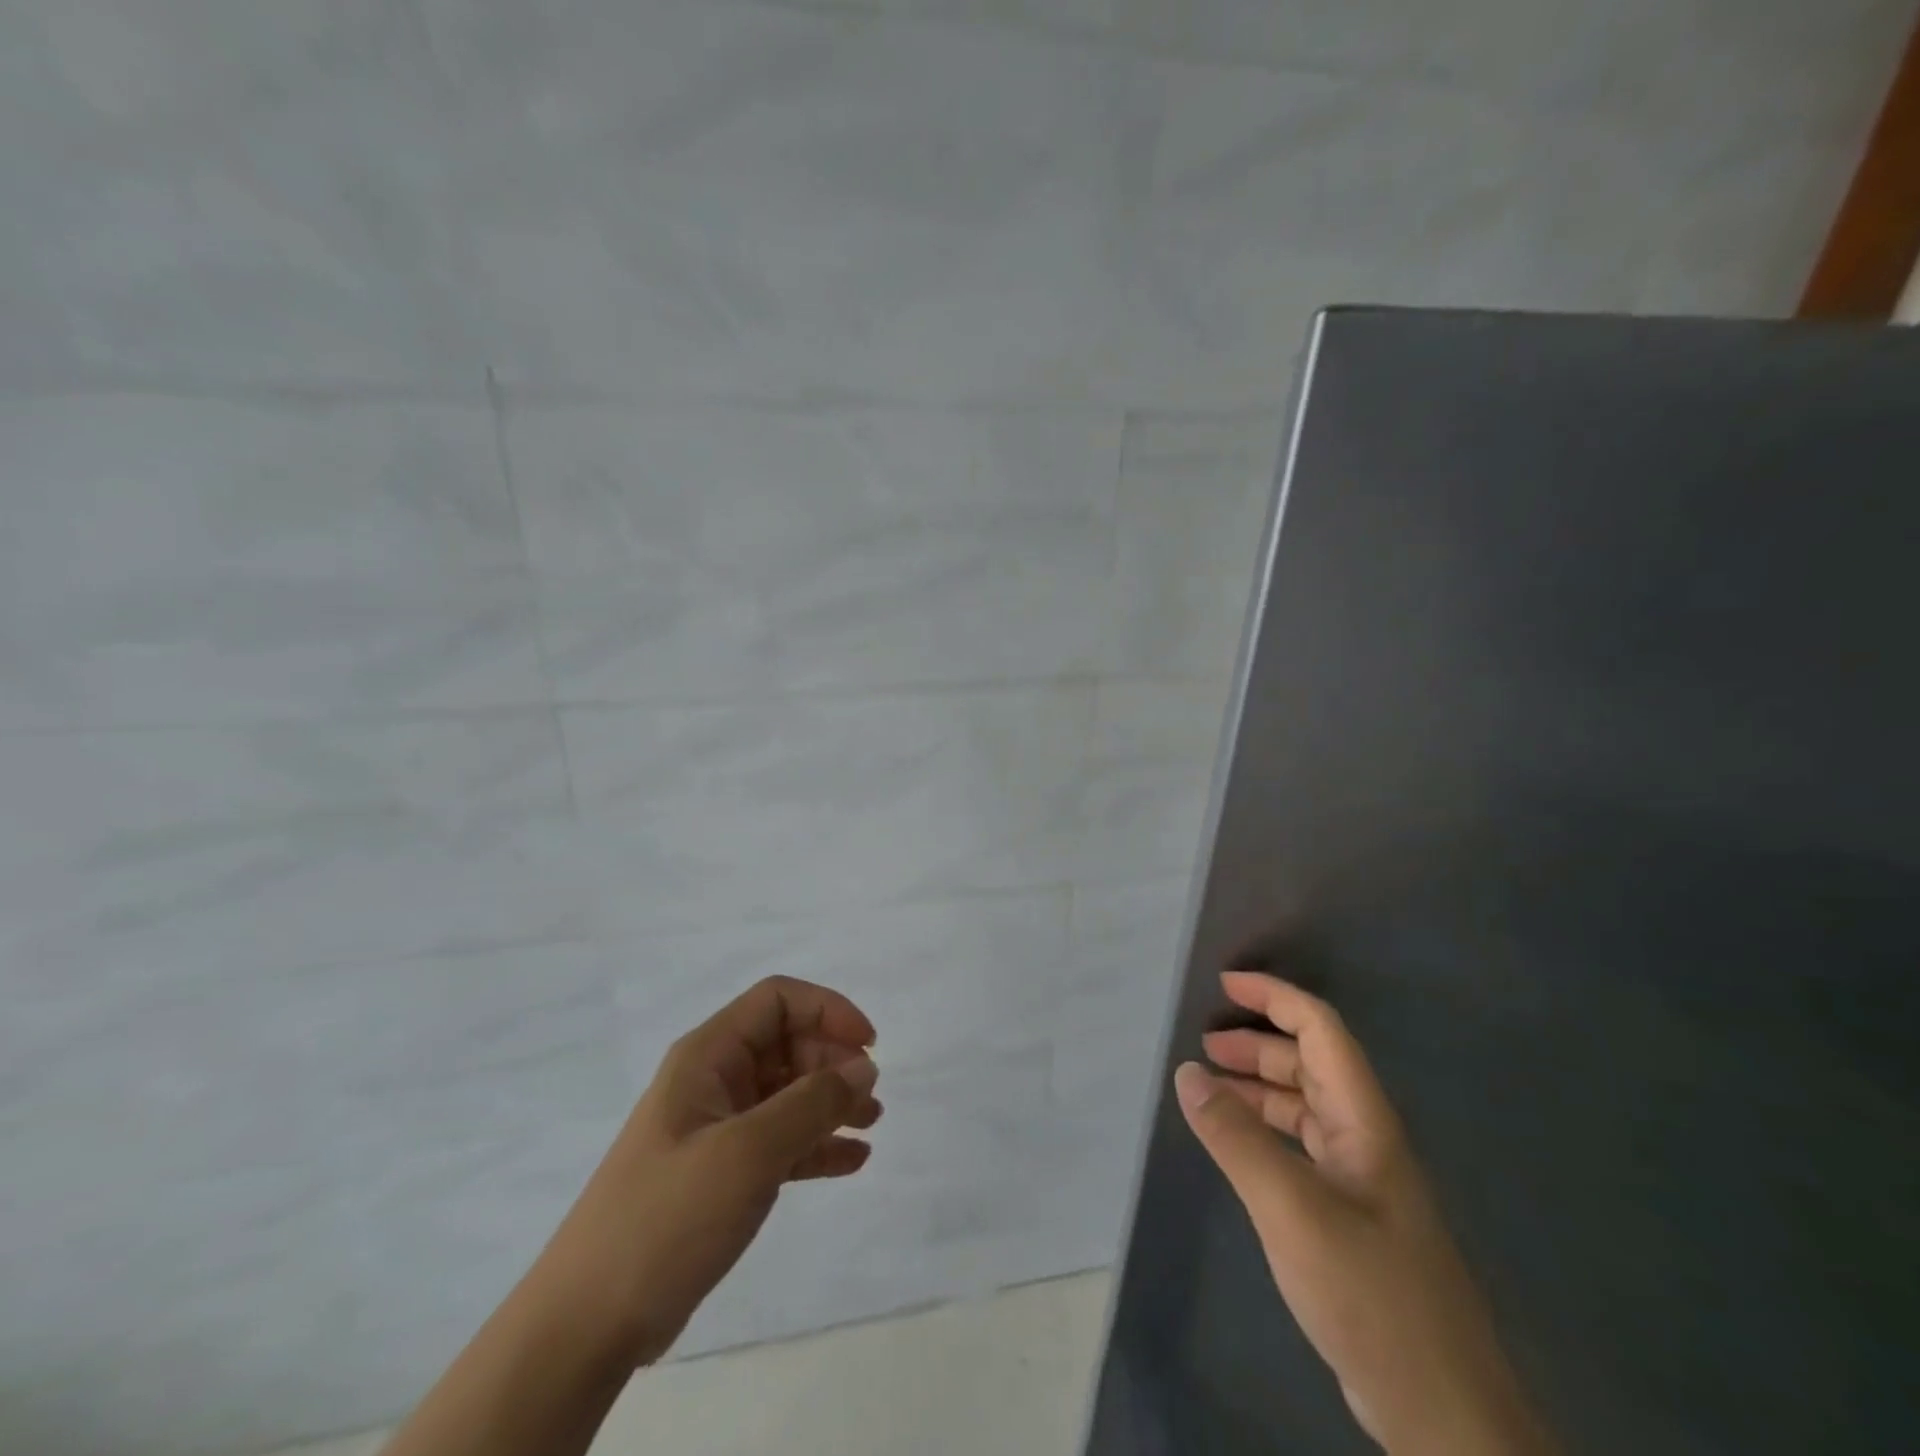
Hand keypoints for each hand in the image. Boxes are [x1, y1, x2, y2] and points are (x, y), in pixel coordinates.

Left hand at [544, 976, 881, 1365]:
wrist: (588, 1324)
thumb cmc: (667, 1217)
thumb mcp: (748, 1152)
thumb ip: (812, 1103)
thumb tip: (864, 1068)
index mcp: (708, 1056)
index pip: (777, 1001)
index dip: (827, 1010)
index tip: (868, 1045)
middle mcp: (714, 1080)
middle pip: (787, 1043)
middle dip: (833, 1061)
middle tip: (870, 1097)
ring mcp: (717, 1128)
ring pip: (788, 1092)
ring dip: (831, 1101)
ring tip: (870, 1123)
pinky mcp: (722, 1173)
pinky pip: (782, 1141)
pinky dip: (817, 1144)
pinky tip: (852, 1160)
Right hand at [1175, 972, 1551, 1455]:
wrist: (1443, 1414)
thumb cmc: (1372, 1294)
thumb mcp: (1292, 1209)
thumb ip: (1236, 1138)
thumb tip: (1186, 1073)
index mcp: (1364, 1121)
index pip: (1321, 1030)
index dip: (1275, 997)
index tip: (1223, 985)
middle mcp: (1364, 1138)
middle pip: (1310, 1063)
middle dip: (1257, 1042)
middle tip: (1203, 1044)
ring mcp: (1359, 1180)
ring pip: (1303, 1106)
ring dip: (1257, 1086)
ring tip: (1207, 1087)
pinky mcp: (1349, 1217)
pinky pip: (1299, 1147)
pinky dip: (1263, 1129)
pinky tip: (1235, 1145)